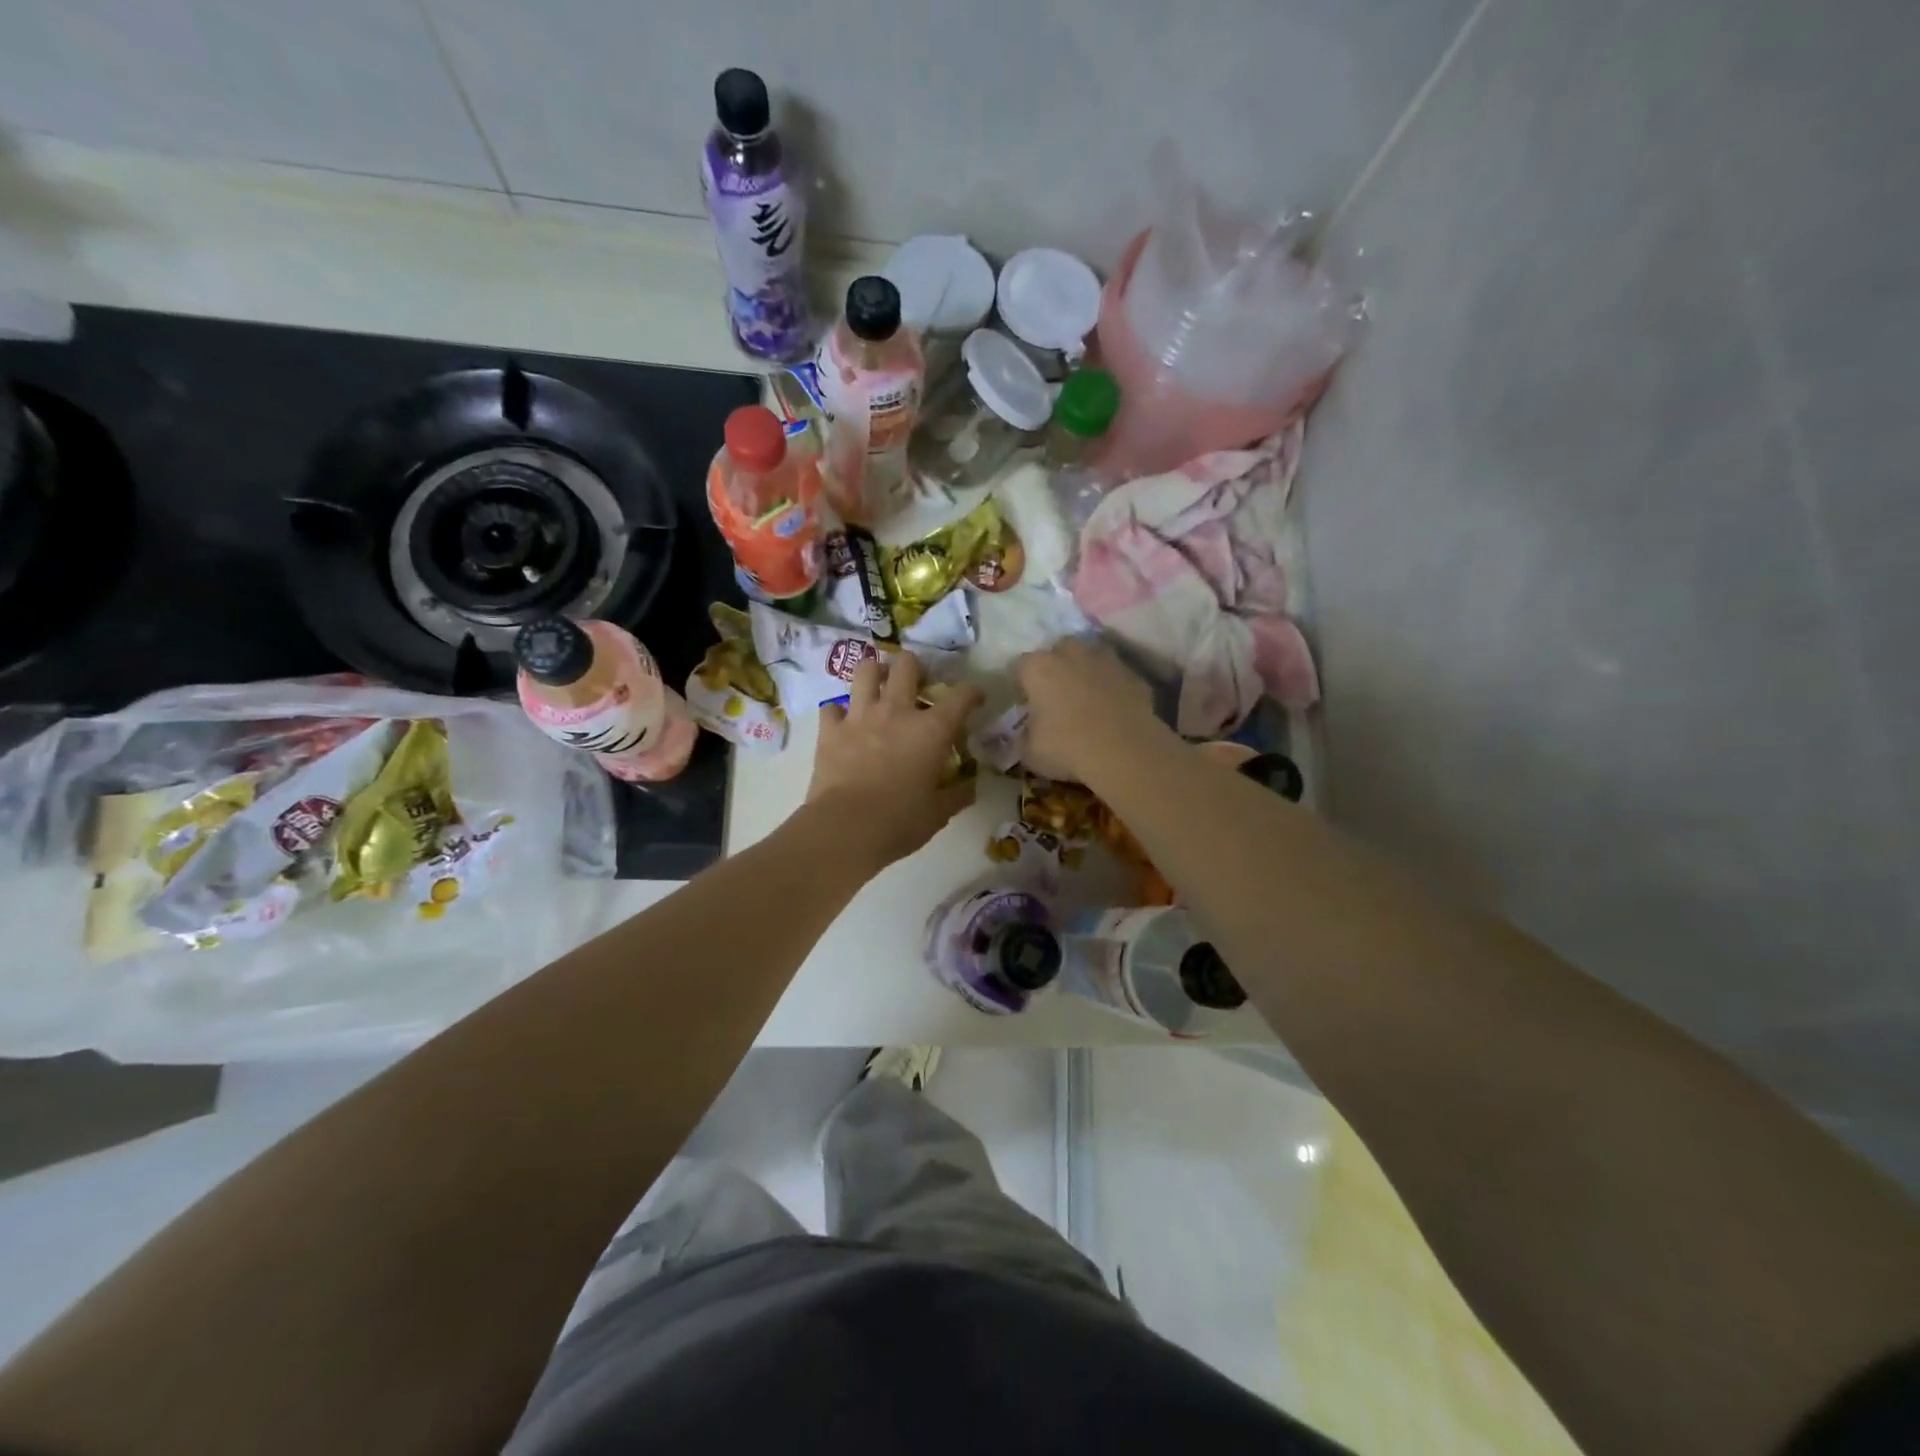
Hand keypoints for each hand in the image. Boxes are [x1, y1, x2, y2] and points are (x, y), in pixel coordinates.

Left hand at [808, 651, 983, 866]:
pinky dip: (838, 712)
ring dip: (875, 673)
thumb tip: (971, 787)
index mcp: (931, 730)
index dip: (972, 692)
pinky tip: (844, 722)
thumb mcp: (938, 813)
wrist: (846, 828)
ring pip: (866, 671)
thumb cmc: (900, 821)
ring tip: (879, 685)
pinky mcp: (830, 730)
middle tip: (917, 682)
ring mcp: (860, 716)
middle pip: (906, 665)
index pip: (961, 696)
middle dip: (915, 666)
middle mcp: (896, 711)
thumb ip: (957, 795)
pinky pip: (832, 707)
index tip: (975, 699)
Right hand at [1016, 639, 1160, 782]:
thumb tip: (1028, 733)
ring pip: (1092, 656)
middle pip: (1060, 650)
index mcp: (1039, 668)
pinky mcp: (1134, 675)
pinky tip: (1114, 709)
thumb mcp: (1030, 752)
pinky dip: (1113, 687)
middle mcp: (1072, 654)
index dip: (1022, 684)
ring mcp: (1107, 661)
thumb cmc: (1066, 748)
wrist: (1124, 753)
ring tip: (1087, 697)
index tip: (1026, 702)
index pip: (1021, 665)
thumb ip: (1025, 736)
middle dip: (1057, 666)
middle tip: (1057, 694)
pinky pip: (1117, 676)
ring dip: (1087, 670)